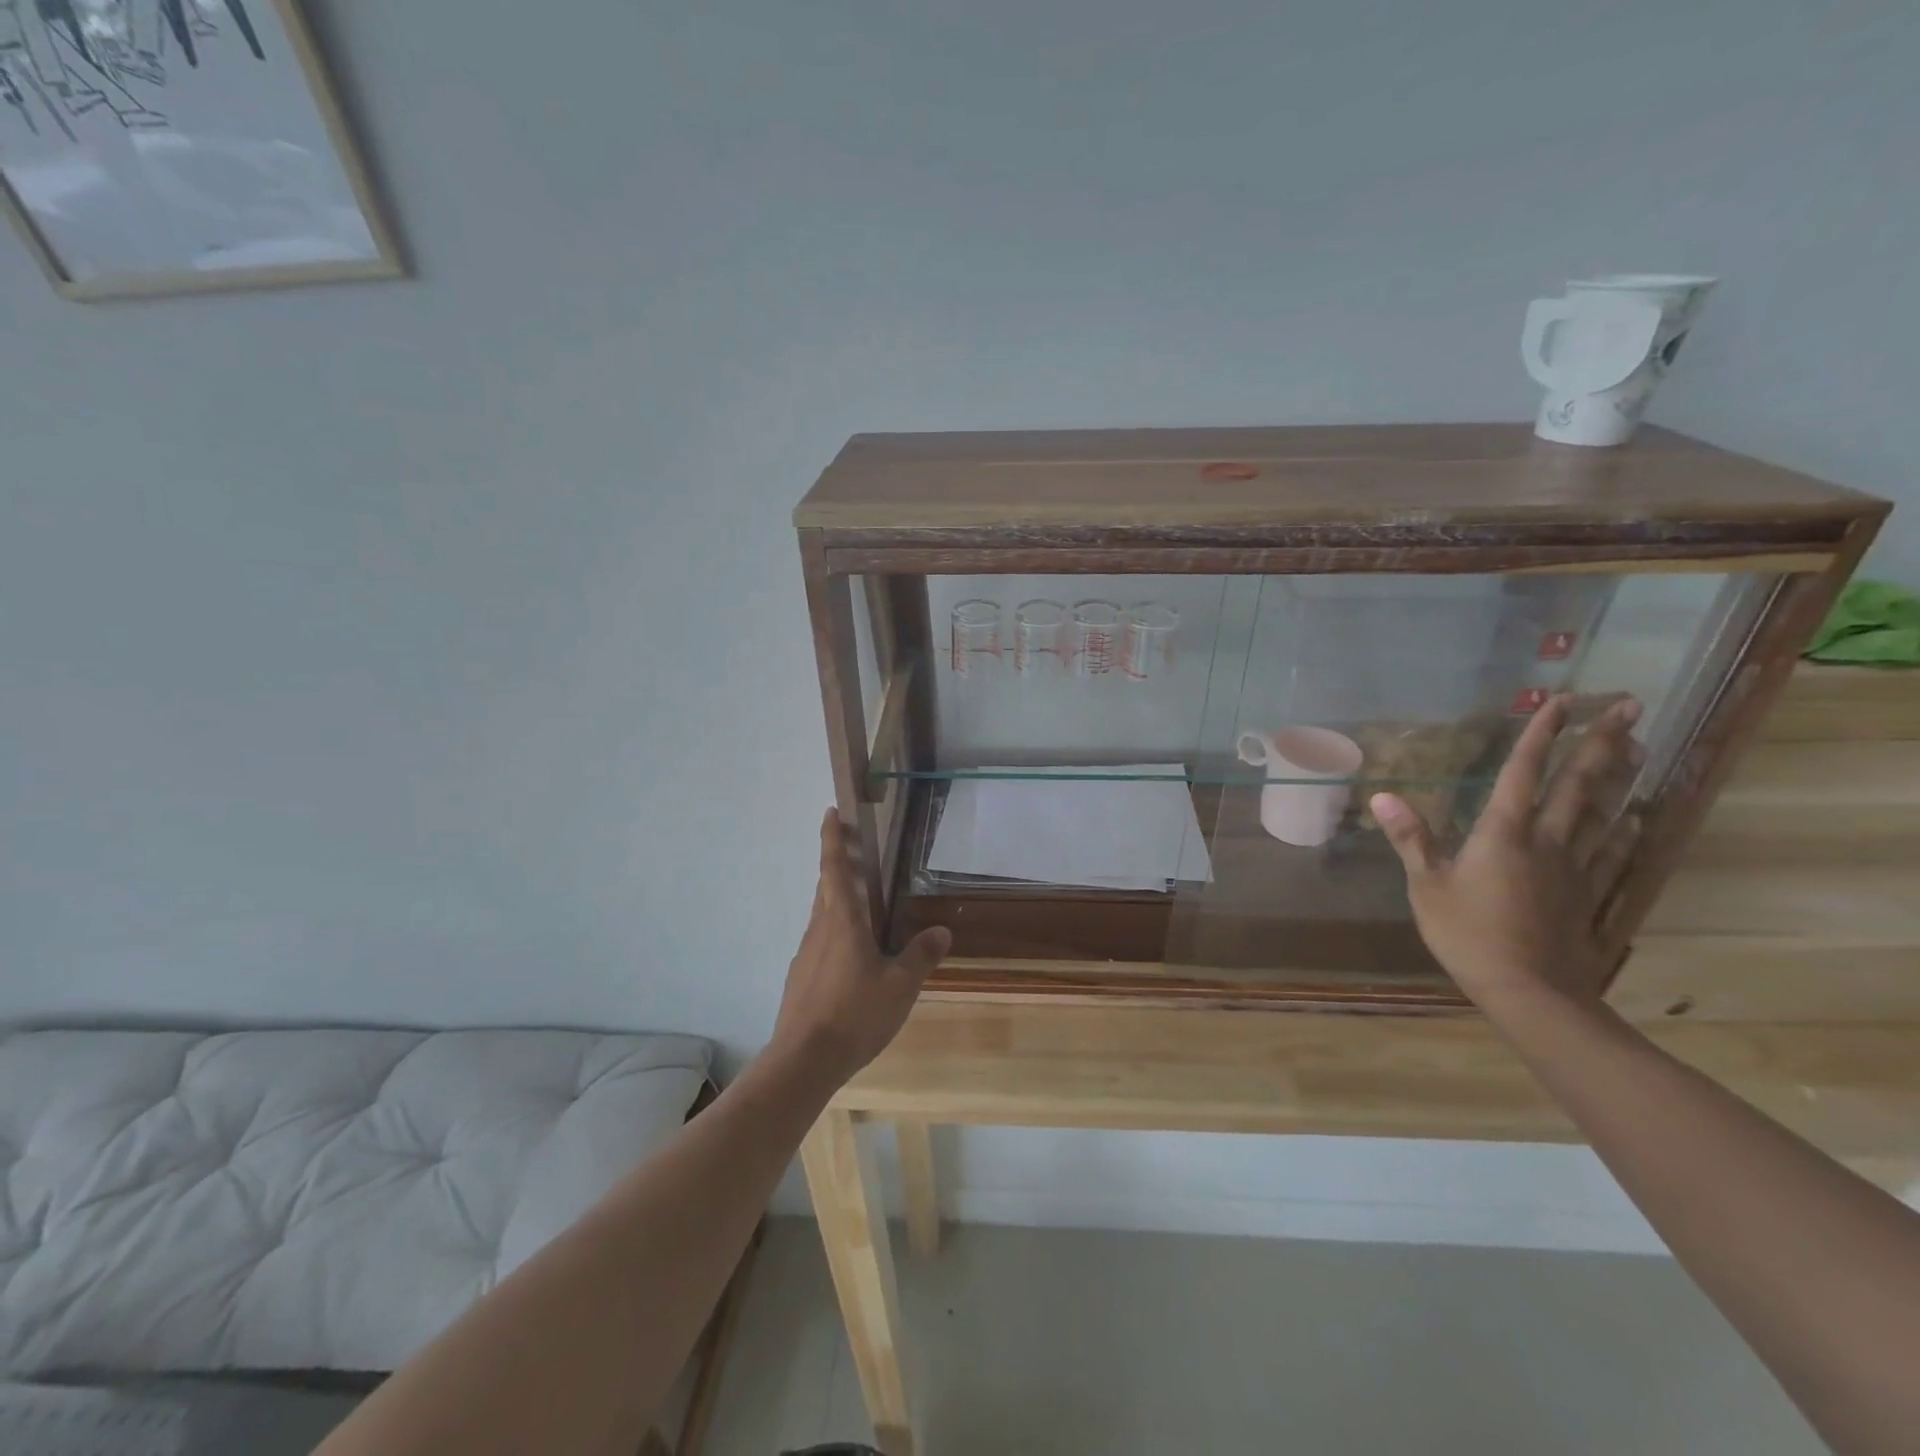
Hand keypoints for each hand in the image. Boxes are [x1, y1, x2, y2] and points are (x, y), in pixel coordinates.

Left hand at [771, 811, 950, 1084]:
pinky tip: (853, 958)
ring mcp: (806, 954)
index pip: (835, 868)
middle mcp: (819, 929)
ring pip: (822, 915)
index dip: (833, 838)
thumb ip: (921, 956)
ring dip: (838, 900)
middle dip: (838, 864)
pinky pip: (821, 942)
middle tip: (857, 852)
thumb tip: (942, 931)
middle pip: (826, 887)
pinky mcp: (801, 977)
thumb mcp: (900, 986)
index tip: (830, 812)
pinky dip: (835, 933)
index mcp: (842, 921)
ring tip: (864, 907)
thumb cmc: (855, 1014)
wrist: (804, 1060)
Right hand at [1370, 695, 1642, 1012]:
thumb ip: (1411, 838)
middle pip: (1579, 783)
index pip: (1524, 773)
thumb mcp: (1427, 885)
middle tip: (1628, 706)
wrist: (1530, 990)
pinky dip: (1622, 829)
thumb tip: (1382, 795)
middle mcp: (1547, 840)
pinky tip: (1633, 818)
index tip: (1559, 701)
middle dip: (1601, 742)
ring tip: (1639, 746)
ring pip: (1602, 811)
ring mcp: (1575, 867)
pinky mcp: (1589, 893)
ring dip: (1620, 775)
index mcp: (1504, 833)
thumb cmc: (1468, 934)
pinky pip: (1610, 851)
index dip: (1540, 736)